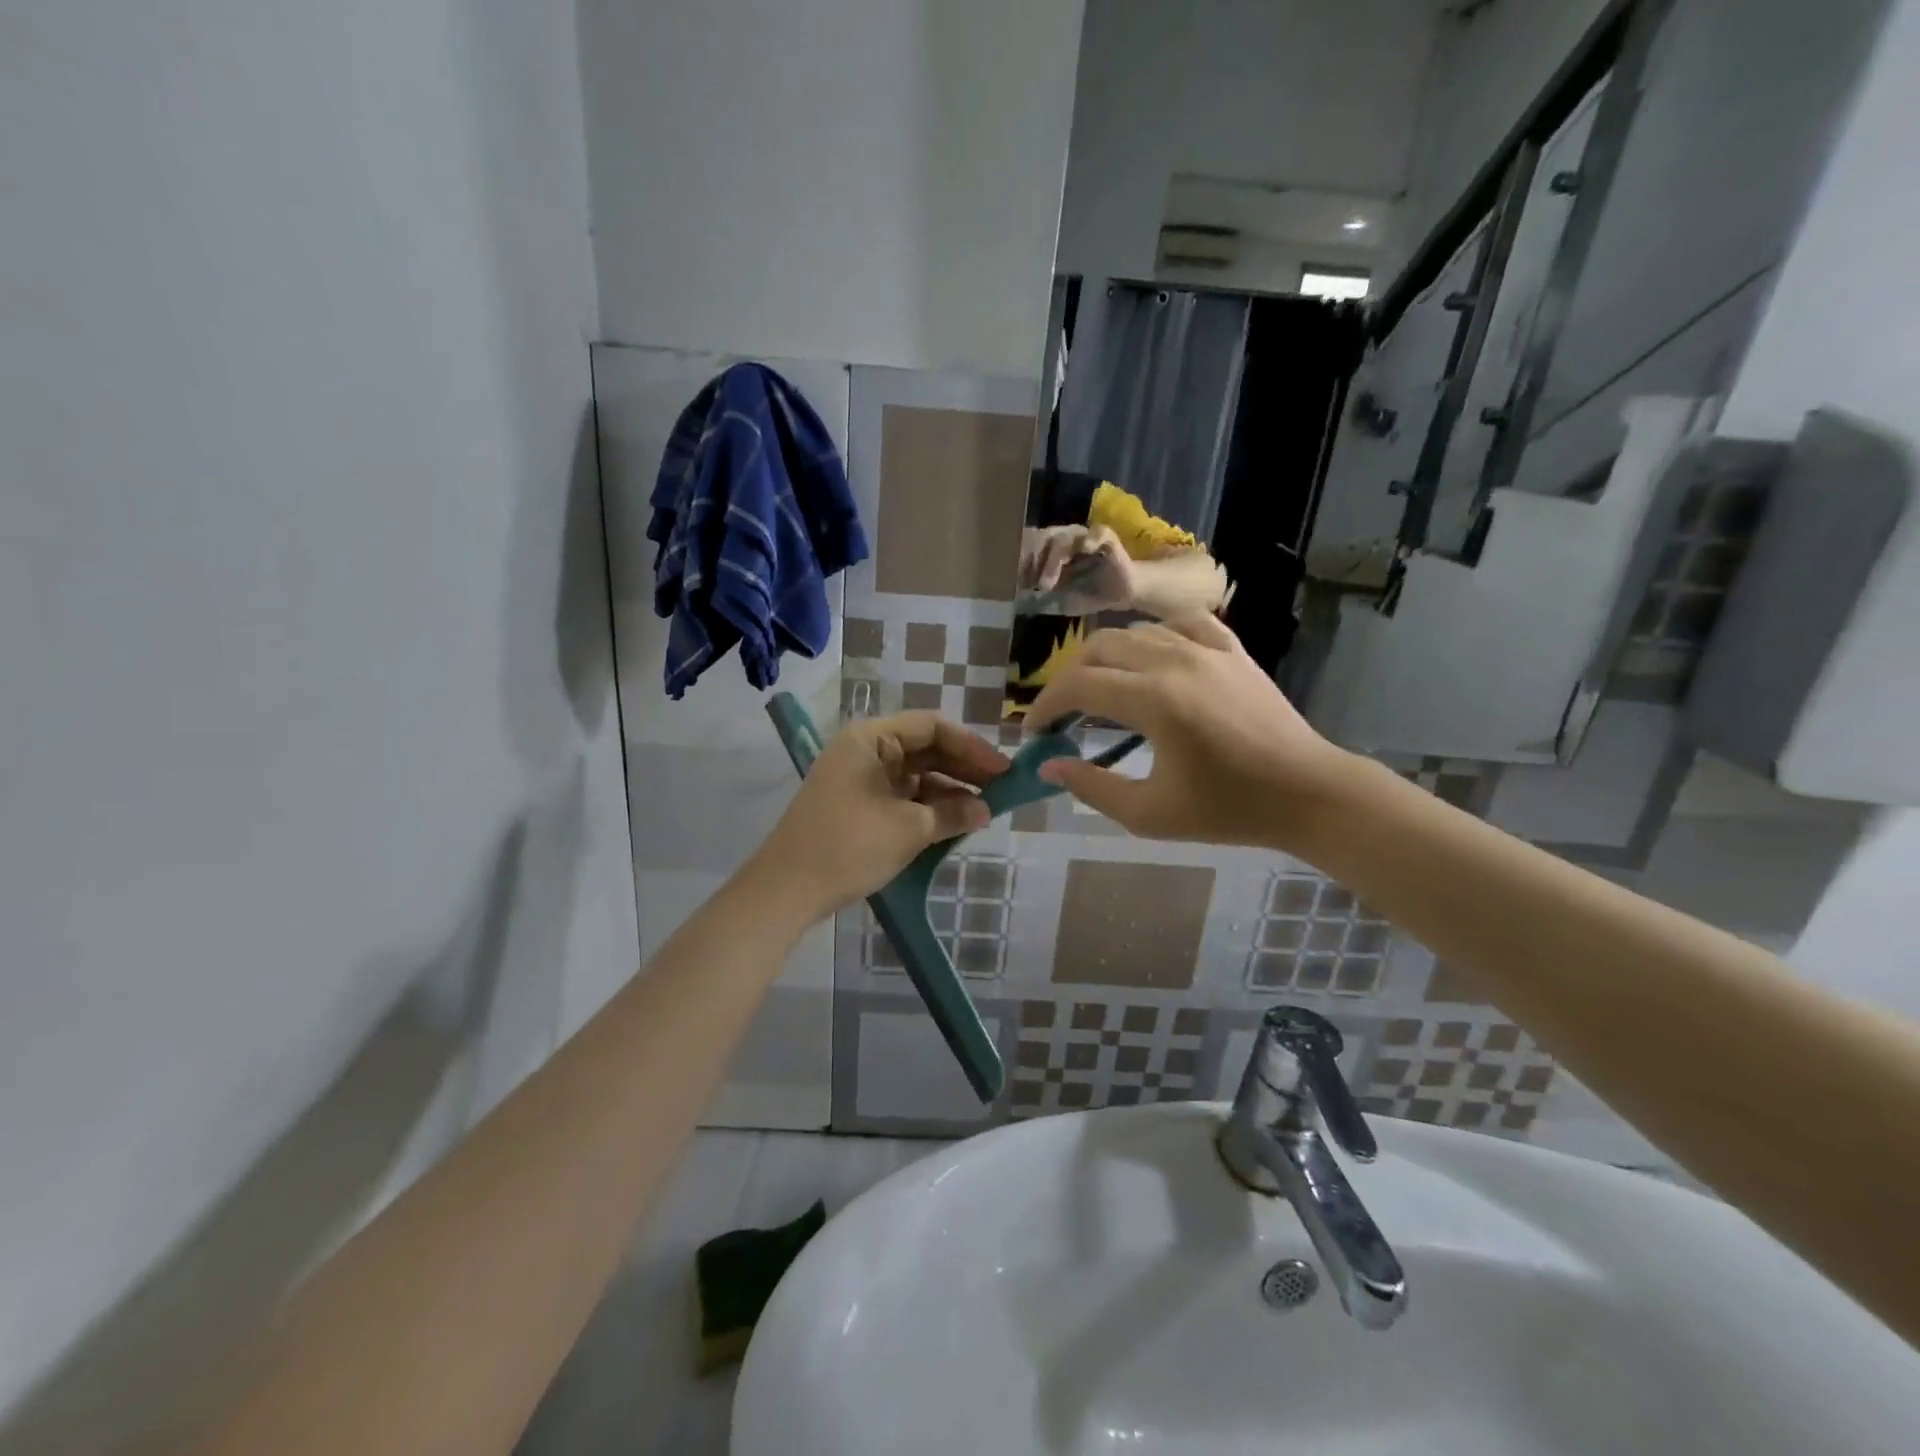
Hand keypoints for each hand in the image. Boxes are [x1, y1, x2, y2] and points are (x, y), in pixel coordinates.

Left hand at [749, 712, 1010, 917]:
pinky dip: (928, 807)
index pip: (932, 726)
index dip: (971, 746)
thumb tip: (986, 810)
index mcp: (871, 739)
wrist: (787, 890)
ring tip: (984, 811)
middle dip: (963, 769)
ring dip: (948, 791)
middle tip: (1001, 790)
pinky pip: (901, 796)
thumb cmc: (849, 846)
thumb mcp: (908, 829)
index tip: (1003, 770)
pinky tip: (954, 823)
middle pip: (924, 749)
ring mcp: (859, 779)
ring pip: (915, 775)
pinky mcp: (857, 806)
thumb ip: (952, 813)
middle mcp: (864, 751)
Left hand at [1019, 525, 1138, 613]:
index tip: (1013, 583)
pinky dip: (1090, 539)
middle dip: (1032, 562)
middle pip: (1042, 539)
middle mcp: (1065, 539)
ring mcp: (1085, 537)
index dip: (1020, 560)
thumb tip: (1019, 603)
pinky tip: (1086, 549)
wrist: (1119, 595)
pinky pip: (1098, 533)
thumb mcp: (1059, 601)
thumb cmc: (1086, 595)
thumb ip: (1041, 600)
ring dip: (1052, 560)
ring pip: (1063, 538)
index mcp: (1050, 551)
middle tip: (1028, 585)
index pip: (1029, 545)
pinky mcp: (1107, 539)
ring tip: (1046, 584)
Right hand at [1026, 615, 1355, 852]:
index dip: (1045, 707)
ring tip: (1101, 692)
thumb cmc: (1228, 810)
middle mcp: (1174, 661)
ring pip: (1135, 632)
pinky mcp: (1232, 649)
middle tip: (1063, 717)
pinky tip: (1151, 657)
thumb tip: (1047, 766)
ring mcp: (1207, 649)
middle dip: (1068, 681)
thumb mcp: (1150, 814)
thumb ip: (1091, 787)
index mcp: (1154, 700)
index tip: (1034, 733)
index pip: (1078, 687)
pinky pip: (1181, 622)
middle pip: (1098, 650)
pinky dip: (1154, 636)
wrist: (1306, 793)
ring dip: (1105, 659)